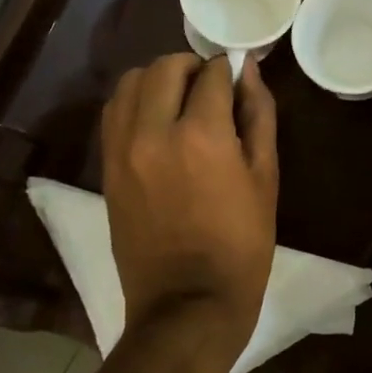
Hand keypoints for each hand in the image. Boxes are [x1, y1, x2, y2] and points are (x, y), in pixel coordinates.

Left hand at [100, 54, 277, 357]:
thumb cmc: (241, 244)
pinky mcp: (106, 169)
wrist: (187, 305)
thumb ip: (258, 116)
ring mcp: (122, 150)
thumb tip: (249, 73)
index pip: (212, 73)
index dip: (231, 69)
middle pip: (165, 67)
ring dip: (159, 80)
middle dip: (193, 67)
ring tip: (181, 102)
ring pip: (130, 83)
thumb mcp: (265, 177)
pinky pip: (114, 114)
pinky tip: (158, 122)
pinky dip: (136, 104)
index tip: (240, 78)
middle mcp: (153, 132)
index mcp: (202, 135)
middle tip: (212, 88)